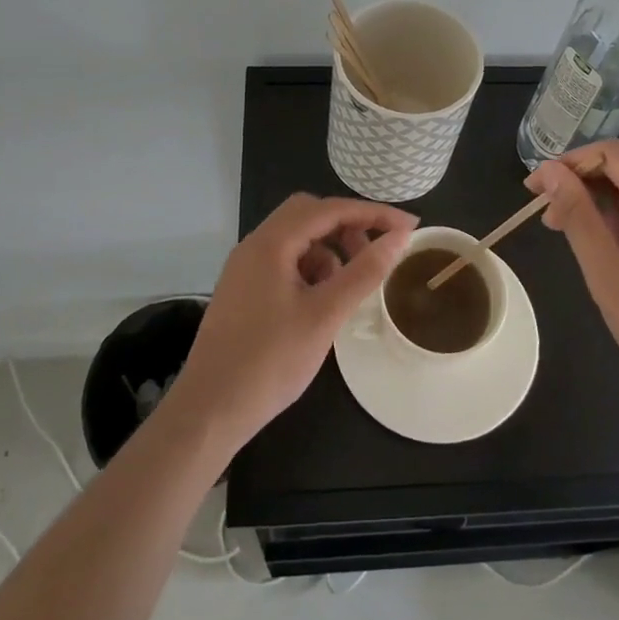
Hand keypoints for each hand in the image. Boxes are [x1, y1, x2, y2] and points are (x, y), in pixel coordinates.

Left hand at [171, 194, 416, 449]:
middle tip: (375, 254)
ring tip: (348, 287)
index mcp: (271, 243)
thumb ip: (364, 272)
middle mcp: (255, 245)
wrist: (209, 410)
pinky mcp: (243, 290)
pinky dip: (310, 270)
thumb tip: (399, 236)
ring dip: (329, 250)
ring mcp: (245, 268)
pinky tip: (322, 303)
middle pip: (308, 215)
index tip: (409, 226)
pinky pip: (284, 262)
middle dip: (347, 227)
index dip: (372, 213)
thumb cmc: (270, 361)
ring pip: (296, 239)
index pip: (329, 208)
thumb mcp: (325, 315)